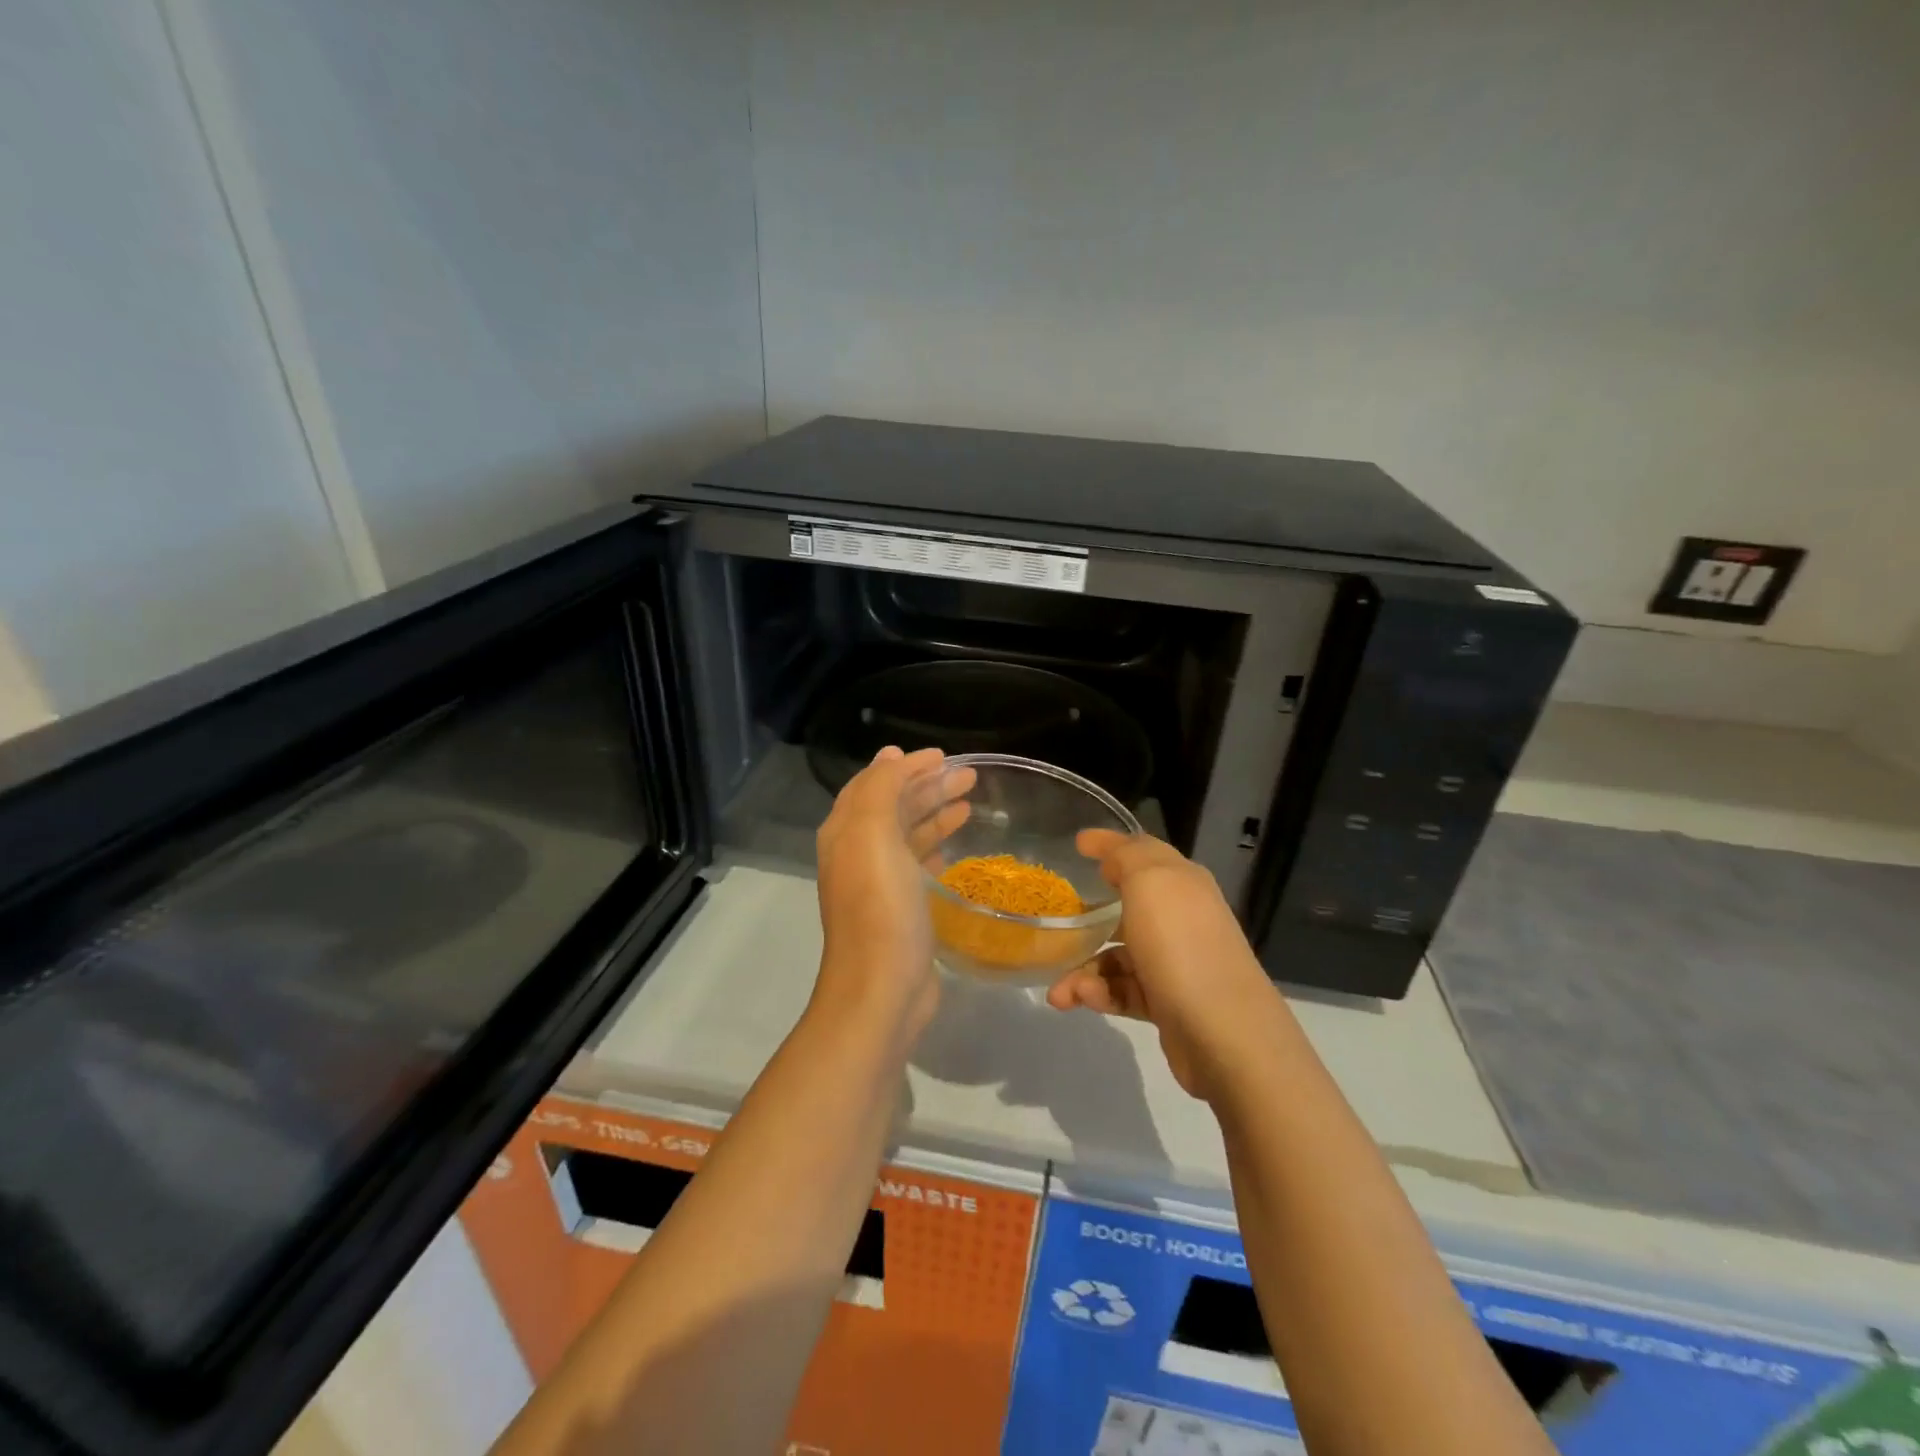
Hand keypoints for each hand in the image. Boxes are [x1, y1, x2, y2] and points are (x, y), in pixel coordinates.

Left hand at [812, 746, 973, 1044]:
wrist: (881, 988)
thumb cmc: (880, 906)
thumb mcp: (872, 834)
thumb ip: (880, 788)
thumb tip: (891, 757)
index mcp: (846, 832)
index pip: (874, 783)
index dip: (905, 765)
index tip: (944, 756)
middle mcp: (857, 854)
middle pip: (893, 807)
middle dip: (927, 786)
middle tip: (969, 776)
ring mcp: (878, 885)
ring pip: (907, 836)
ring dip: (935, 814)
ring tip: (970, 804)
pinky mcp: (900, 911)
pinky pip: (916, 867)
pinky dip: (934, 848)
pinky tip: (954, 847)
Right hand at [1046, 830, 1288, 1101]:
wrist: (1224, 1034)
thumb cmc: (1181, 946)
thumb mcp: (1150, 883)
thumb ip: (1127, 857)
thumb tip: (1111, 858)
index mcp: (1181, 883)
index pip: (1142, 852)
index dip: (1110, 844)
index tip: (1077, 843)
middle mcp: (1181, 918)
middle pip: (1127, 906)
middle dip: (1089, 916)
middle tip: (1059, 922)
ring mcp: (1176, 962)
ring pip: (1118, 955)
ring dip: (1084, 969)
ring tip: (1060, 991)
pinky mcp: (1168, 1002)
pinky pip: (1124, 990)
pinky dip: (1100, 993)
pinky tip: (1082, 1000)